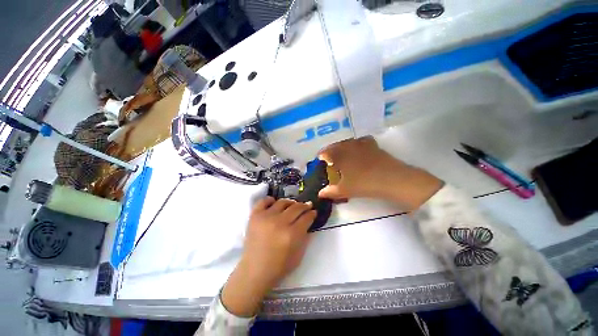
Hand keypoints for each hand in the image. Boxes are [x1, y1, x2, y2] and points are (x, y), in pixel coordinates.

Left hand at [222, 197, 315, 316]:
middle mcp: (280, 223)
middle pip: (296, 207)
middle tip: (307, 206)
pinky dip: (270, 200)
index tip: (313, 212)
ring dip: (290, 202)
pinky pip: (263, 201)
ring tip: (292, 205)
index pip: (306, 218)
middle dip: (304, 206)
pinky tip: (274, 203)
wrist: (255, 271)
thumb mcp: (299, 255)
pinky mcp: (255, 216)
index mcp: (292, 234)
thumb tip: (308, 222)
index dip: (312, 214)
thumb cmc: (279, 267)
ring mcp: (266, 217)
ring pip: (282, 202)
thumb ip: (305, 237)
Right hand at [318, 137, 442, 210]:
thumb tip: (320, 194)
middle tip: (329, 158)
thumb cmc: (365, 184)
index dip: (322, 155)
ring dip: (342, 146)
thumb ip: (331, 191)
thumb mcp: (346, 190)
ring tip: (342, 153)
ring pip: (348, 142)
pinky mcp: (373, 146)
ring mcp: (362, 145)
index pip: (326, 152)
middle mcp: (349, 147)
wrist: (392, 179)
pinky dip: (357, 143)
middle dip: (331, 151)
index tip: (320, 159)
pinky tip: (358, 149)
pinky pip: (362, 141)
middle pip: (336, 145)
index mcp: (340, 156)